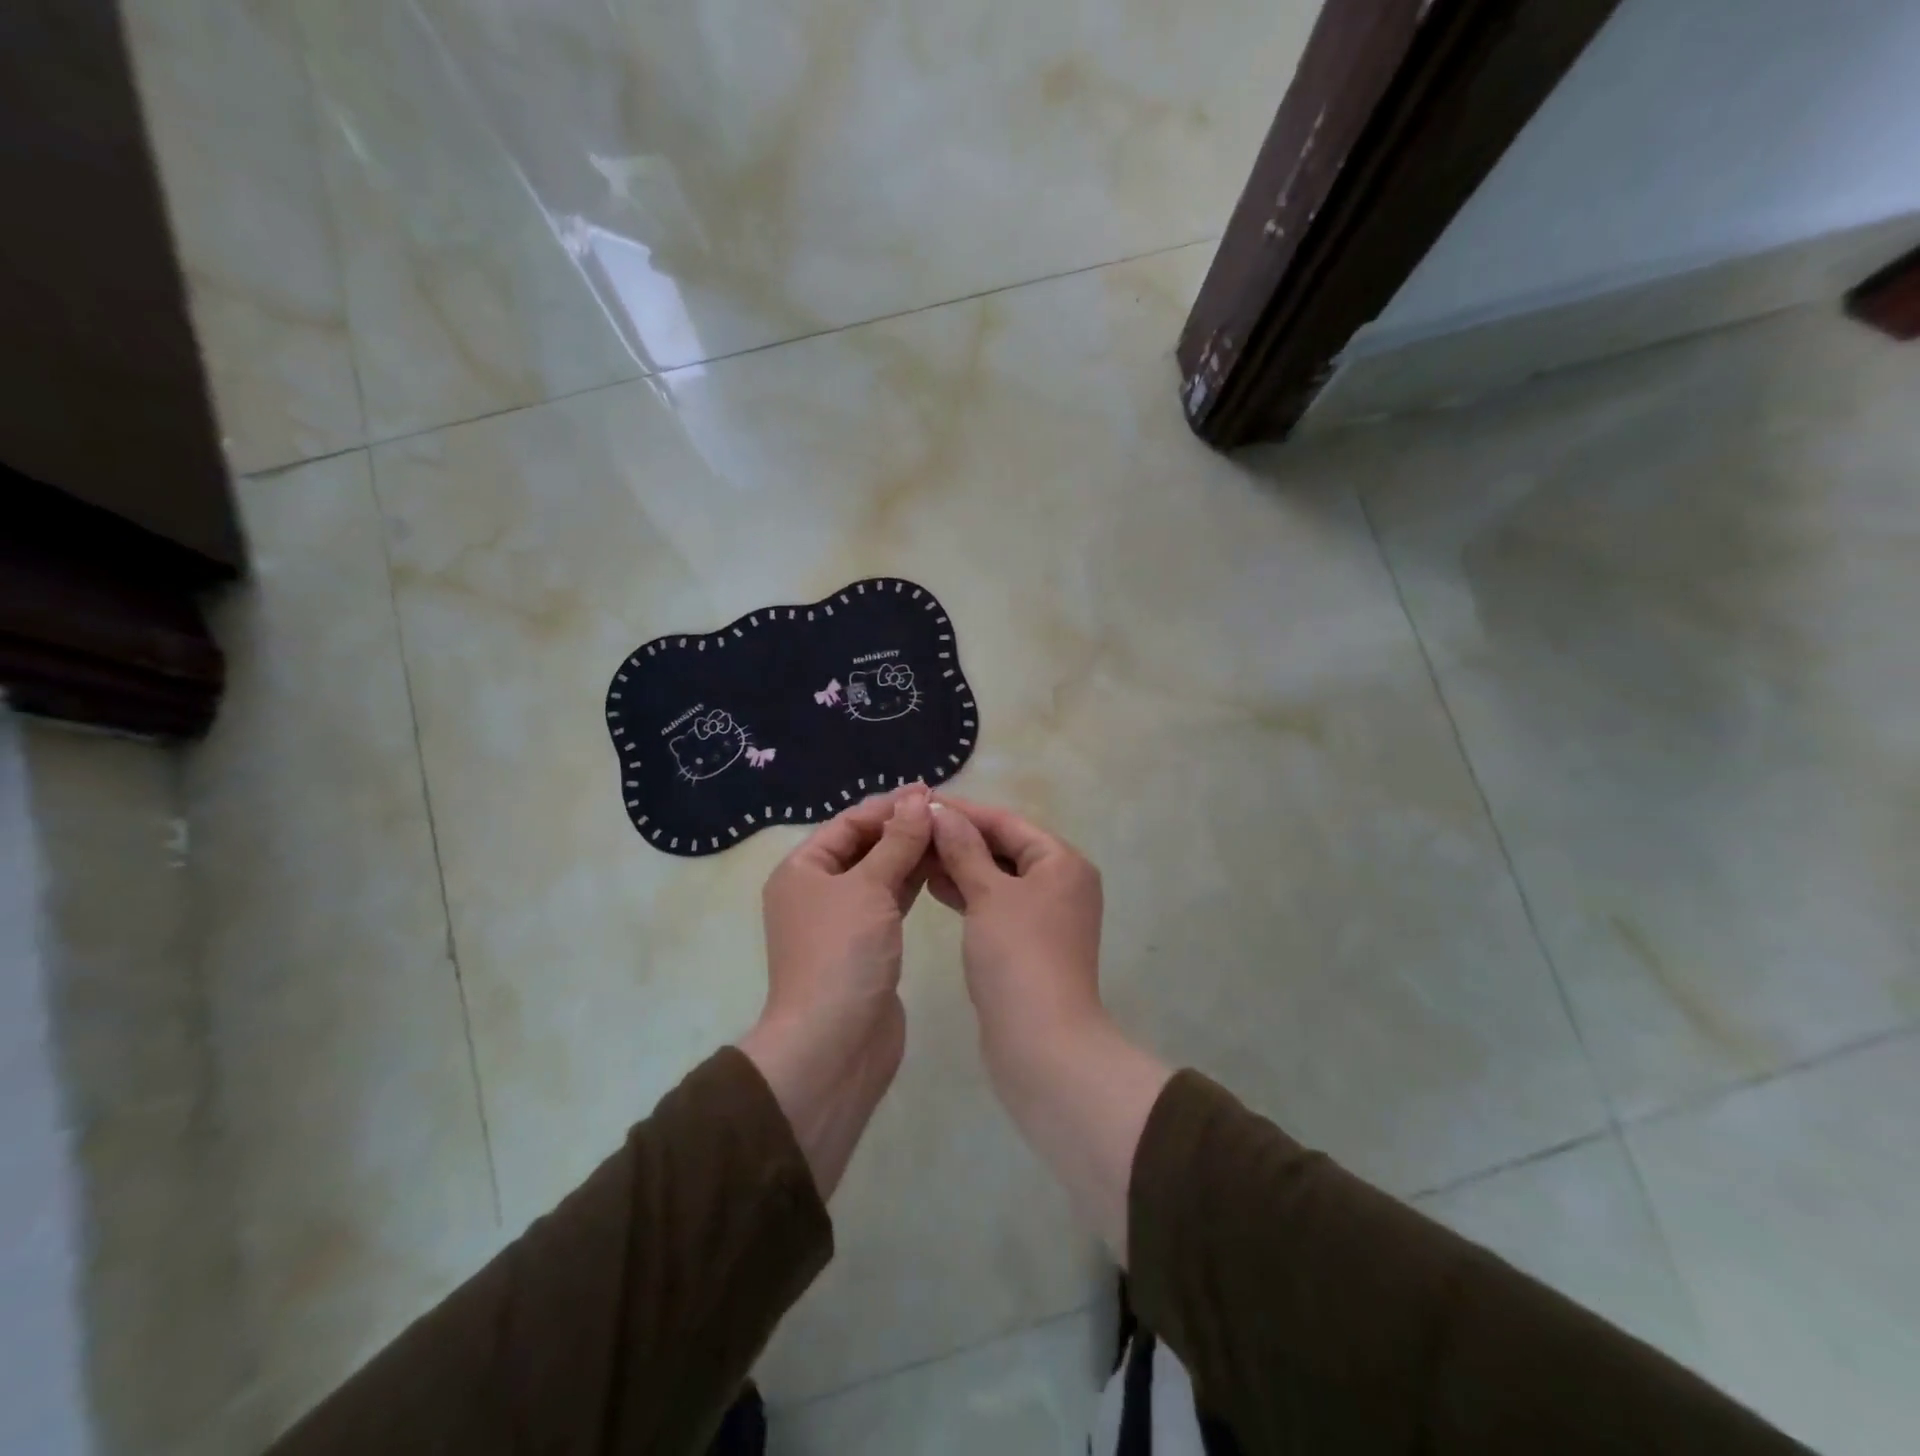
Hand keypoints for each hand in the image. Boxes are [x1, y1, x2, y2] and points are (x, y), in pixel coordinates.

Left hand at [738, 784, 932, 1198]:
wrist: (834, 1044)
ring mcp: (841, 921)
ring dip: (910, 854)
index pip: (848, 823)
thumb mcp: (869, 888)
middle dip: (902, 829)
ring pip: (880, 874)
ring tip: (951, 836)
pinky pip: (890, 901)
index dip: (889, 806)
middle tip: (948, 814)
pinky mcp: (866, 945)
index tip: (931, 793)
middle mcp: (817, 890)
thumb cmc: (842, 954)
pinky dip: (912, 884)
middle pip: (864, 846)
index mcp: (802, 870)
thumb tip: (917, 799)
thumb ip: (897, 842)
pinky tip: (940, 870)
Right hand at [925, 795, 1104, 1061]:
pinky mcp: (1029, 943)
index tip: (921, 803)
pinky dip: (968, 894)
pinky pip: (996, 904)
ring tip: (917, 855)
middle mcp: (1061, 883)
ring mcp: (1046, 916)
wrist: (1042, 1044)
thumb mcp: (988, 894)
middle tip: (913, 831)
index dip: (963, 812)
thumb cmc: (1018, 956)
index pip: (1007, 822)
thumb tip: (942, 812)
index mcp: (1062, 862)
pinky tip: (934, 887)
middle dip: (959, 838)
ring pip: (998, 877)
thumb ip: (964, 849)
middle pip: (1004, 847)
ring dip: (961, 865)